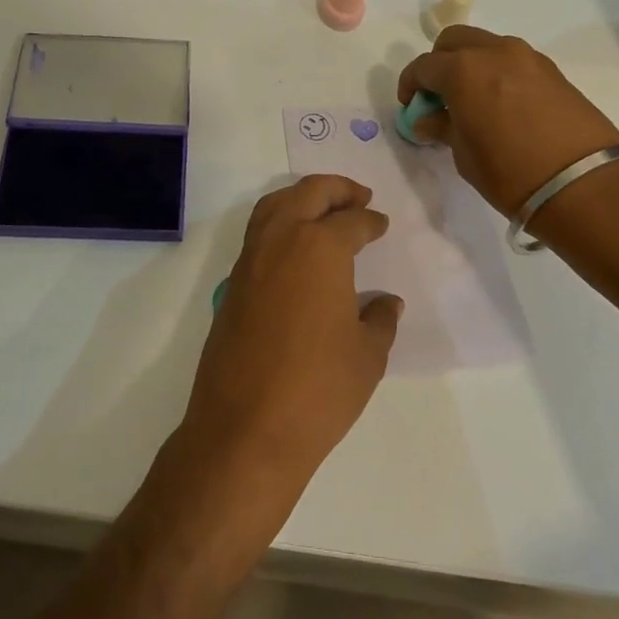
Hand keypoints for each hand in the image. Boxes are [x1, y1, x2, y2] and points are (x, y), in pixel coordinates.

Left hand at [184, 176, 402, 491]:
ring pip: (274, 206)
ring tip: (325, 211)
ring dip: (301, 198)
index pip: (351, 222)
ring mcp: (250, 261)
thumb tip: (386, 304)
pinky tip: (296, 250)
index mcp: (319, 248)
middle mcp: (281, 241)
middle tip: (358, 197)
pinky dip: (279, 224)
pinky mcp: (232, 285)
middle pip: (307, 194)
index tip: (380, 224)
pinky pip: (258, 235)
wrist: (246, 429)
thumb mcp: (367, 356)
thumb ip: (380, 321)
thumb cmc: (318, 390)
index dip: (370, 221)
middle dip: (336, 189)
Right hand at [397, 27, 618, 215]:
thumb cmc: (509, 172)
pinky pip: (513, 61)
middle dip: (439, 63)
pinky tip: (501, 105)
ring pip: (486, 46)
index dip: (410, 85)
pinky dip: (498, 72)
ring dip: (471, 64)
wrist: (583, 184)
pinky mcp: (553, 71)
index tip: (411, 107)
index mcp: (463, 69)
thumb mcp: (464, 154)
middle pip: (454, 41)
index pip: (423, 66)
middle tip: (438, 96)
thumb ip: (443, 127)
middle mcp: (495, 52)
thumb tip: (428, 119)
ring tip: (472, 101)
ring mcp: (528, 58)